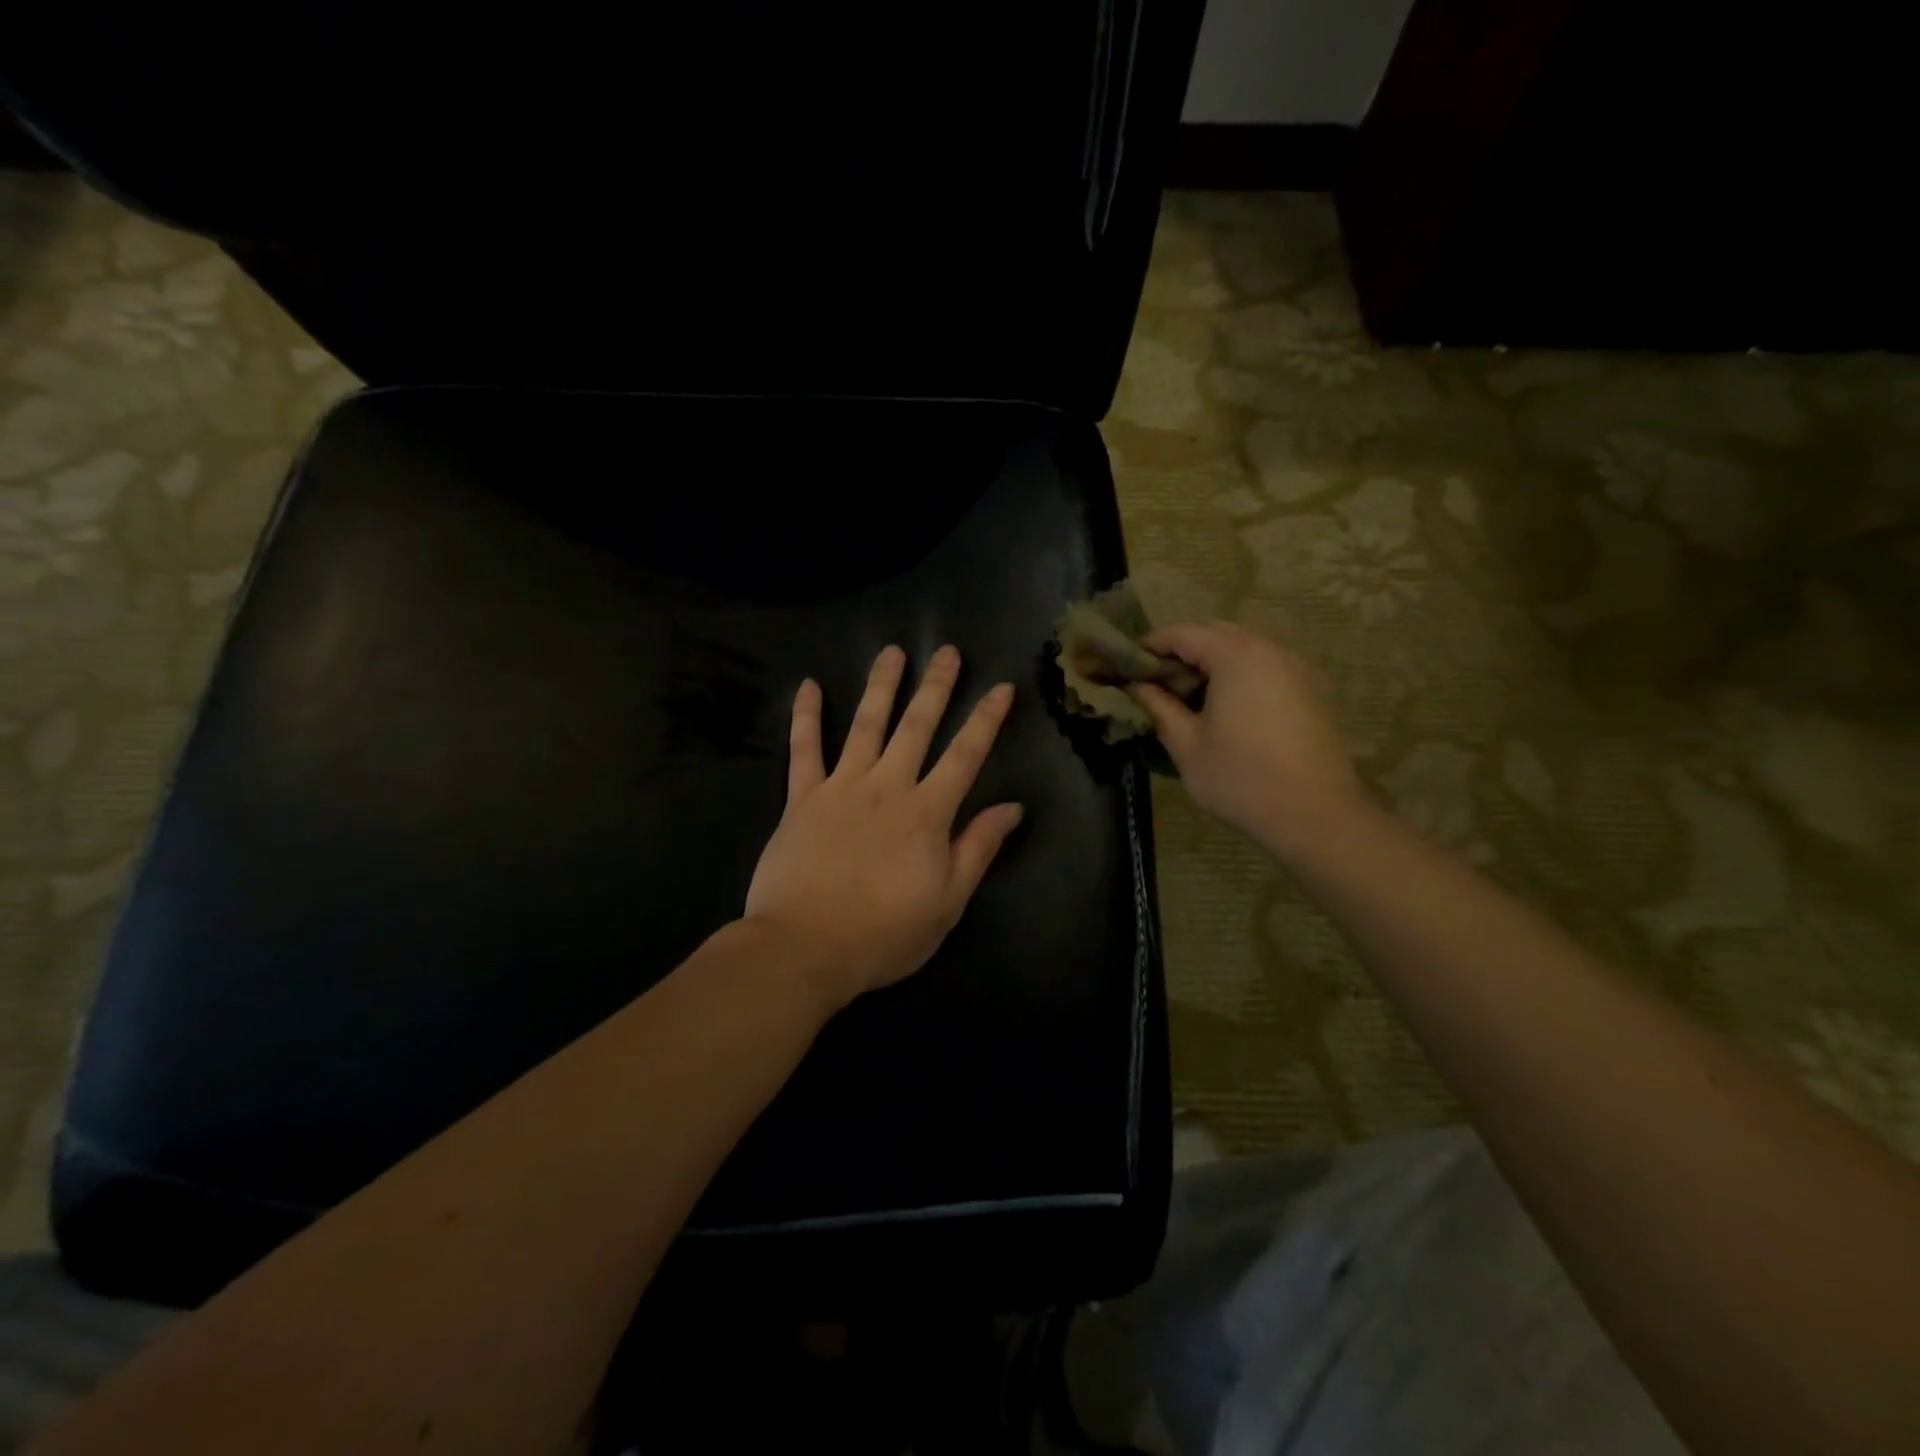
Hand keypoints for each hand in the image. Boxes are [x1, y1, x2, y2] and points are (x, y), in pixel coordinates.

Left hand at [745, 645, 1023, 1011]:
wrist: (806, 947)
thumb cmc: (884, 933)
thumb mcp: (948, 902)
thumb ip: (978, 848)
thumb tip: (1012, 807)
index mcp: (927, 813)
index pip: (965, 755)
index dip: (986, 719)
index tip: (1000, 687)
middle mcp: (888, 786)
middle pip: (916, 726)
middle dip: (935, 687)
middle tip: (946, 651)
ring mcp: (841, 787)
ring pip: (865, 725)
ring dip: (880, 686)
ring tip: (891, 652)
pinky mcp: (801, 798)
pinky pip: (803, 749)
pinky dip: (805, 716)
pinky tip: (807, 685)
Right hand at [1128, 622, 1367, 861]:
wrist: (1315, 814)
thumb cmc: (1240, 778)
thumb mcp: (1186, 744)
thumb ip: (1158, 706)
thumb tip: (1134, 685)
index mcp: (1235, 656)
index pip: (1182, 634)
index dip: (1150, 646)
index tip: (1126, 666)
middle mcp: (1269, 650)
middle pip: (1215, 634)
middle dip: (1182, 652)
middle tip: (1156, 683)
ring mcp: (1296, 668)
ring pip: (1243, 649)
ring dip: (1212, 663)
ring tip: (1188, 698)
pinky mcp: (1311, 689)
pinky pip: (1265, 667)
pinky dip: (1239, 676)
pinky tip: (1226, 710)